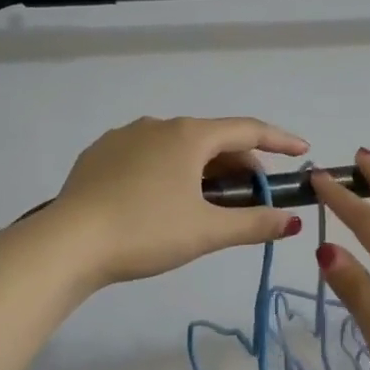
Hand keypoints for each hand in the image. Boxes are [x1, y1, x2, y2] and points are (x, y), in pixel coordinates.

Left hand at [54, 116, 308, 287]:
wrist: (68, 243)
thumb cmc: (146, 232)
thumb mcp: (207, 231)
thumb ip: (254, 224)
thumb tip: (293, 222)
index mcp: (189, 136)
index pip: (247, 130)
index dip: (279, 141)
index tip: (302, 151)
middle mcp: (158, 125)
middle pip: (213, 139)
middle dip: (240, 164)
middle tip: (254, 196)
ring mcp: (124, 137)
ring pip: (179, 147)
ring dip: (204, 169)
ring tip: (210, 202)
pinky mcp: (100, 155)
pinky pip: (149, 156)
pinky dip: (170, 171)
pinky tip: (164, 200)